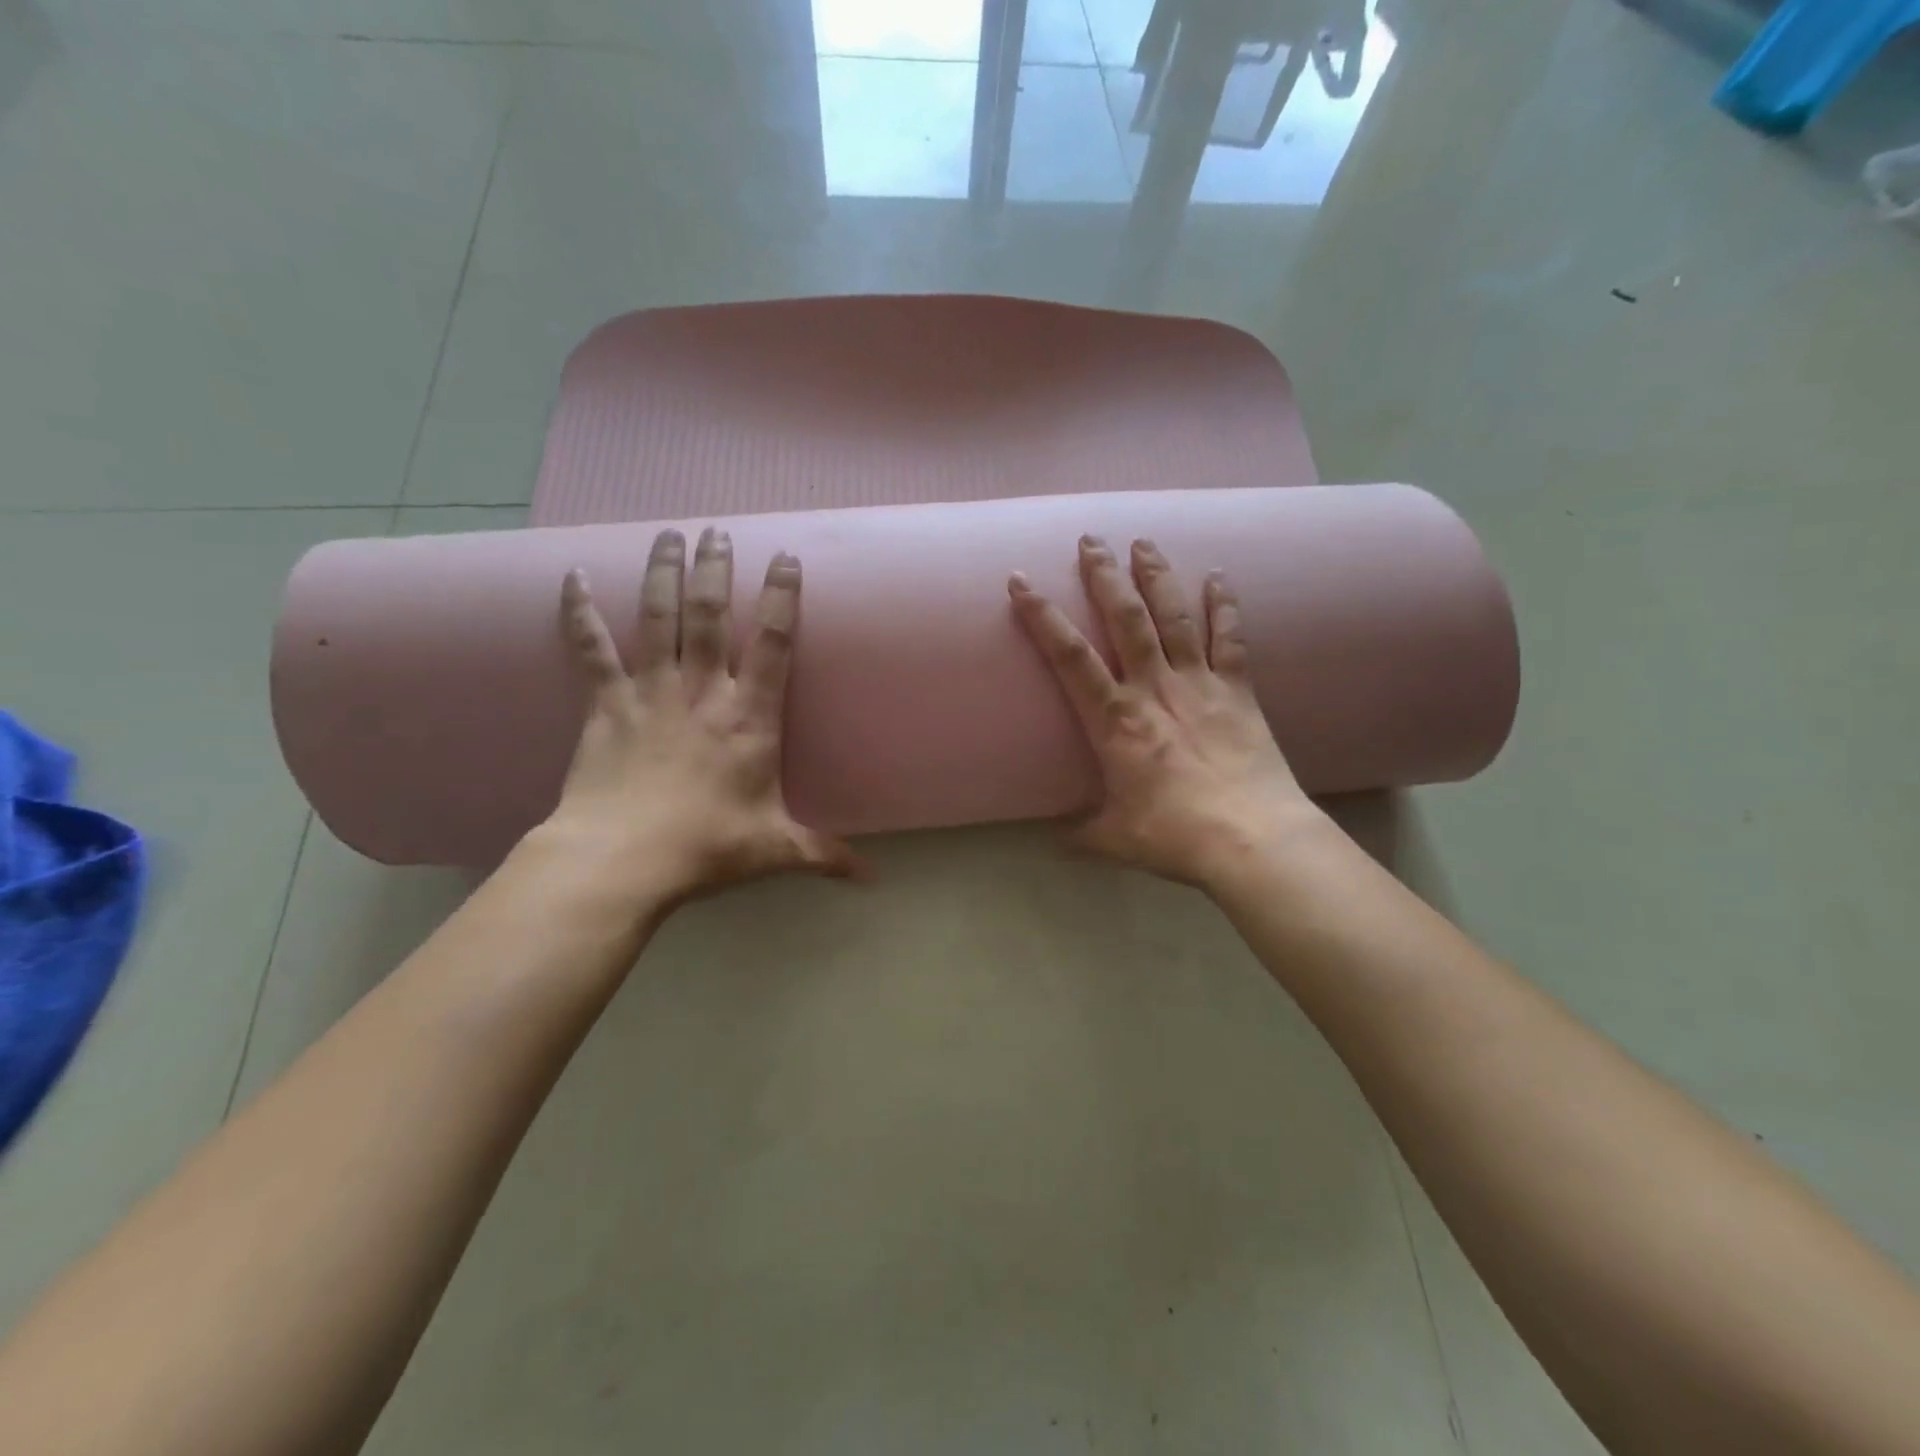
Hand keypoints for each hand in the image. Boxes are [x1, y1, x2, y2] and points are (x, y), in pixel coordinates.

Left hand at [538, 526, 858, 909]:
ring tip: (670, 533)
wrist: (622, 859)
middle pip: (711, 616)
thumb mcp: (776, 850)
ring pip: (659, 618)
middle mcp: (703, 691)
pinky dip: (579, 612)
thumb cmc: (706, 848)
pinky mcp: (606, 704)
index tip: (787, 558)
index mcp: (749, 718)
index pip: (773, 644)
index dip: (783, 598)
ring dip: (664, 573)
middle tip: (718, 530)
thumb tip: (873, 881)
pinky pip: (592, 649)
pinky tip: (572, 577)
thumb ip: (826, 855)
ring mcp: (651, 692)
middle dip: (717, 570)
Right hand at [1008, 535, 1326, 889]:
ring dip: (1156, 575)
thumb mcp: (1115, 839)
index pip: (1069, 656)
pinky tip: (1218, 576)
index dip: (1042, 616)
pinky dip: (1224, 604)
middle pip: (1125, 618)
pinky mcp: (1239, 690)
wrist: (1252, 839)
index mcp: (1115, 719)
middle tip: (1090, 540)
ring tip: (1143, 542)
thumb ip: (1082, 835)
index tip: (1021, 581)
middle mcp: (1154, 688)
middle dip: (1104, 576)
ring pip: (1174, 616)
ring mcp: (1199, 683)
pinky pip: (1230, 637)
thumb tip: (1057, 845)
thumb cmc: (1175, 835)